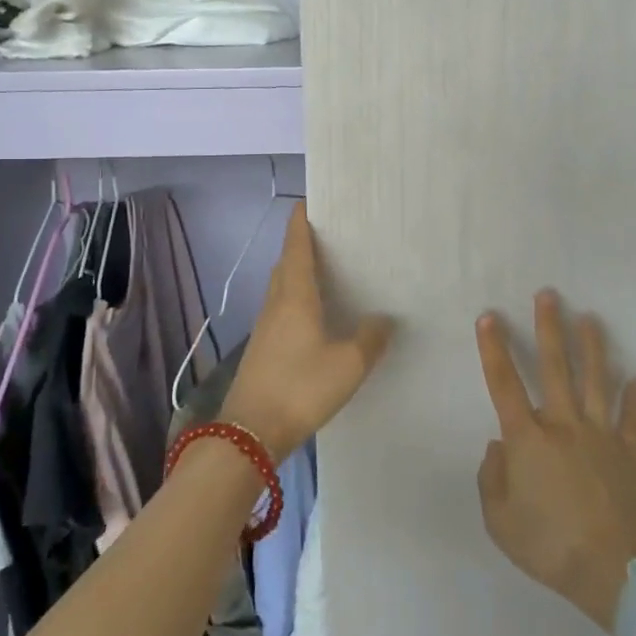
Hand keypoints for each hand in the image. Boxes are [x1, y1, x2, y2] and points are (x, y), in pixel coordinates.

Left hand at [221, 203, 392, 461]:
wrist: (251, 432)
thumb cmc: (302, 387)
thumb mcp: (349, 364)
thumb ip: (370, 337)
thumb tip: (384, 317)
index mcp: (295, 296)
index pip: (296, 247)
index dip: (300, 223)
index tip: (306, 202)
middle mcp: (276, 304)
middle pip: (286, 264)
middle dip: (301, 246)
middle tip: (326, 237)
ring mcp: (265, 327)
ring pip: (281, 288)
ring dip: (297, 273)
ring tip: (324, 272)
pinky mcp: (262, 349)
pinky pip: (281, 310)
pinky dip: (295, 299)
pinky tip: (313, 316)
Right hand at [475, 291, 635, 630]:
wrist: (616, 572)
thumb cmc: (550, 545)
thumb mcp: (500, 521)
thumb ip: (492, 478)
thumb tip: (498, 445)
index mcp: (528, 438)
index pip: (504, 383)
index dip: (494, 348)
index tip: (490, 317)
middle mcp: (564, 424)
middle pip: (555, 366)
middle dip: (549, 327)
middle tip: (548, 295)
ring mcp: (601, 435)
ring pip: (596, 380)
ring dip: (592, 347)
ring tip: (589, 318)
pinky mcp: (630, 452)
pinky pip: (632, 420)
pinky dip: (634, 400)